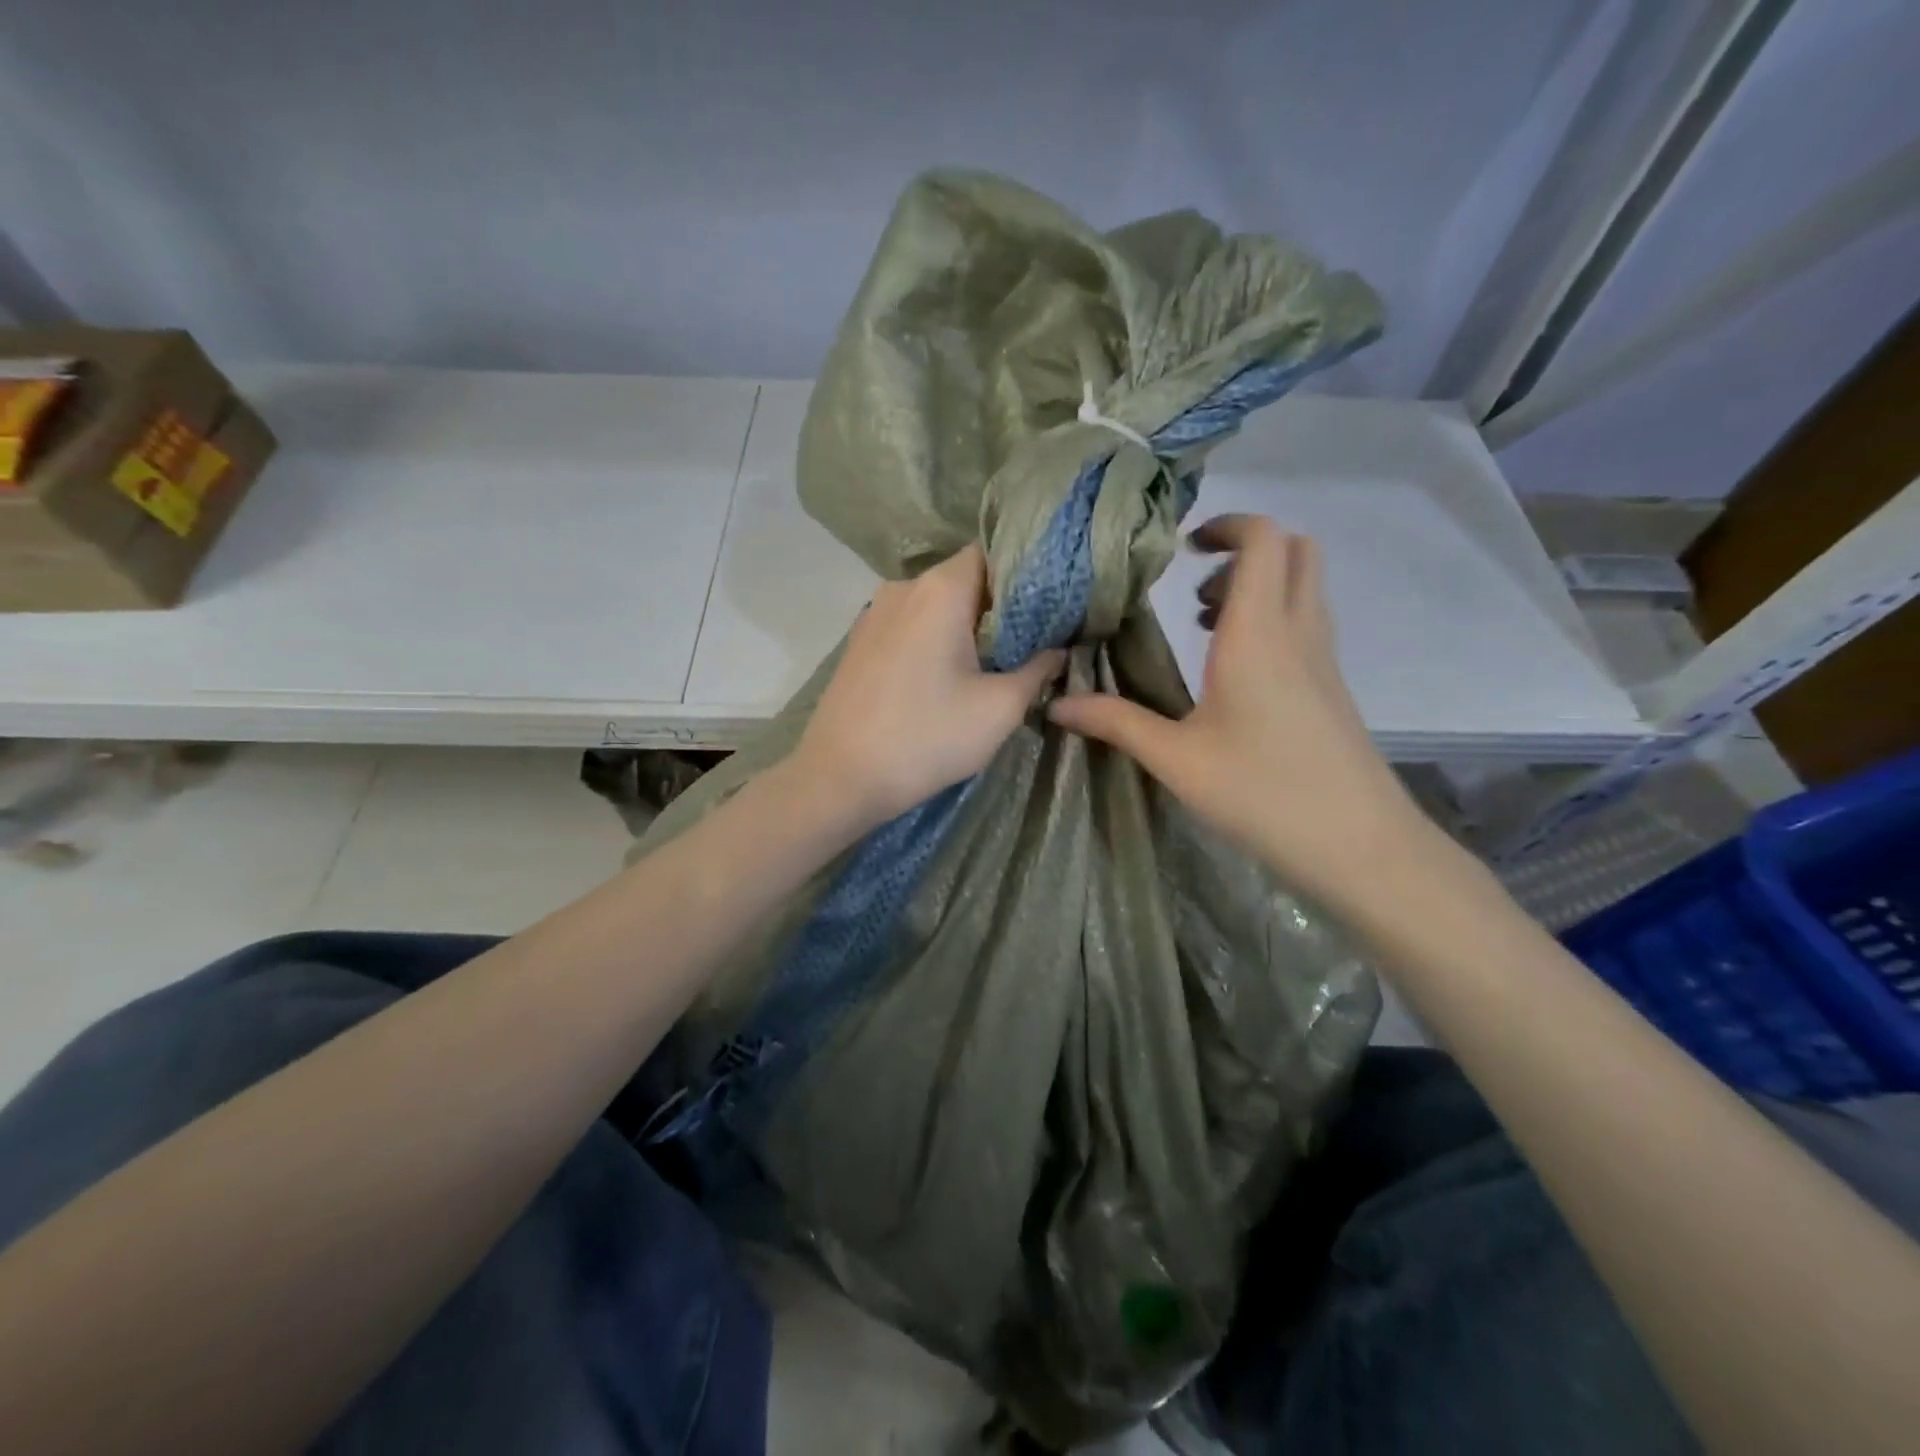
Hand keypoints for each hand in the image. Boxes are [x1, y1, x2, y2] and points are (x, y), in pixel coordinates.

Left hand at [792, 545, 1063, 828]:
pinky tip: (946, 675)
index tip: (1050, 607)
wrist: (840, 778)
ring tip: (993, 661)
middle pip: (964, 578)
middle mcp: (903, 587)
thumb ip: (1038, 670)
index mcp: (940, 589)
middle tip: (1032, 639)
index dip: (1026, 574)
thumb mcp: (999, 709)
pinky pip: (909, 625)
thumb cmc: (927, 738)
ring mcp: (874, 613)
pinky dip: (934, 639)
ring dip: (965, 625)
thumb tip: (1057, 651)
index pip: (993, 553)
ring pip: (934, 604)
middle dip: (999, 605)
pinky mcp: (859, 642)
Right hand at [1048, 515, 1431, 910]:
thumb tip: (1057, 704)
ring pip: (1304, 587)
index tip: (1182, 550)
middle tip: (1193, 590)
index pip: (1263, 539)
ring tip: (1203, 629)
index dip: (1226, 526)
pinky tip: (1233, 673)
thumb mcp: (1176, 760)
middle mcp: (1299, 632)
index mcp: (1258, 634)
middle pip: (1295, 550)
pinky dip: (1273, 620)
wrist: (1359, 846)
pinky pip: (1307, 623)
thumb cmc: (1262, 793)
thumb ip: (1116, 723)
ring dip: (1258, 587)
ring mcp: (1324, 659)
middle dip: (1244, 551)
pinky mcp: (1332, 688)